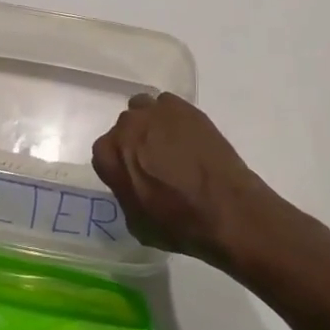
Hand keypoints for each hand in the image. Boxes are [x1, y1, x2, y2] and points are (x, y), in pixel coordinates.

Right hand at [90, 93, 281, 266]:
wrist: (226, 209)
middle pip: (124, 129)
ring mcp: (155, 112)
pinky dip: (174, 118)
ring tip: (169, 144)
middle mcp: (127, 126)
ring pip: (143, 109)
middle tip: (152, 162)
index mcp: (109, 154)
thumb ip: (126, 195)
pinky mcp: (183, 107)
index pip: (103, 153)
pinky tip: (187, 137)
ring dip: (150, 124)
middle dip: (134, 142)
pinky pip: (169, 105)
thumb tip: (133, 186)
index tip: (132, 178)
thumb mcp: (137, 224)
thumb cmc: (178, 224)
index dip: (119, 167)